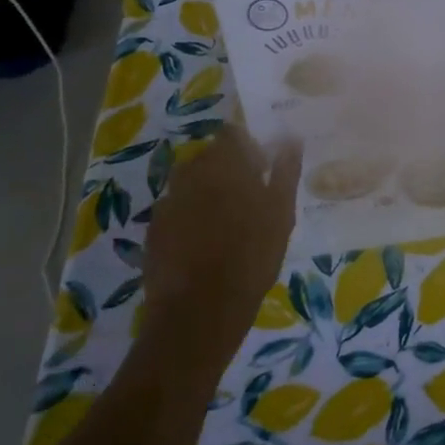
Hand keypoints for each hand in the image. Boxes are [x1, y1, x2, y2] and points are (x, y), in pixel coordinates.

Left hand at [141, 127, 302, 375]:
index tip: (262, 164)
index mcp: (224, 164)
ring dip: (207, 191)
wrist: (199, 310)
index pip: (232, 134)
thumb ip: (285, 172)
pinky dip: (190, 215)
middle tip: (249, 195)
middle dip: (227, 168)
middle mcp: (191, 173)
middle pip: (209, 156)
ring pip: (191, 182)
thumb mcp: (280, 214)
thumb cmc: (251, 257)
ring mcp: (168, 200)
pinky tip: (204, 241)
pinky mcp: (154, 228)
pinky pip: (176, 209)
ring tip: (227, 220)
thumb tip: (290, 139)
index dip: (247, 145)